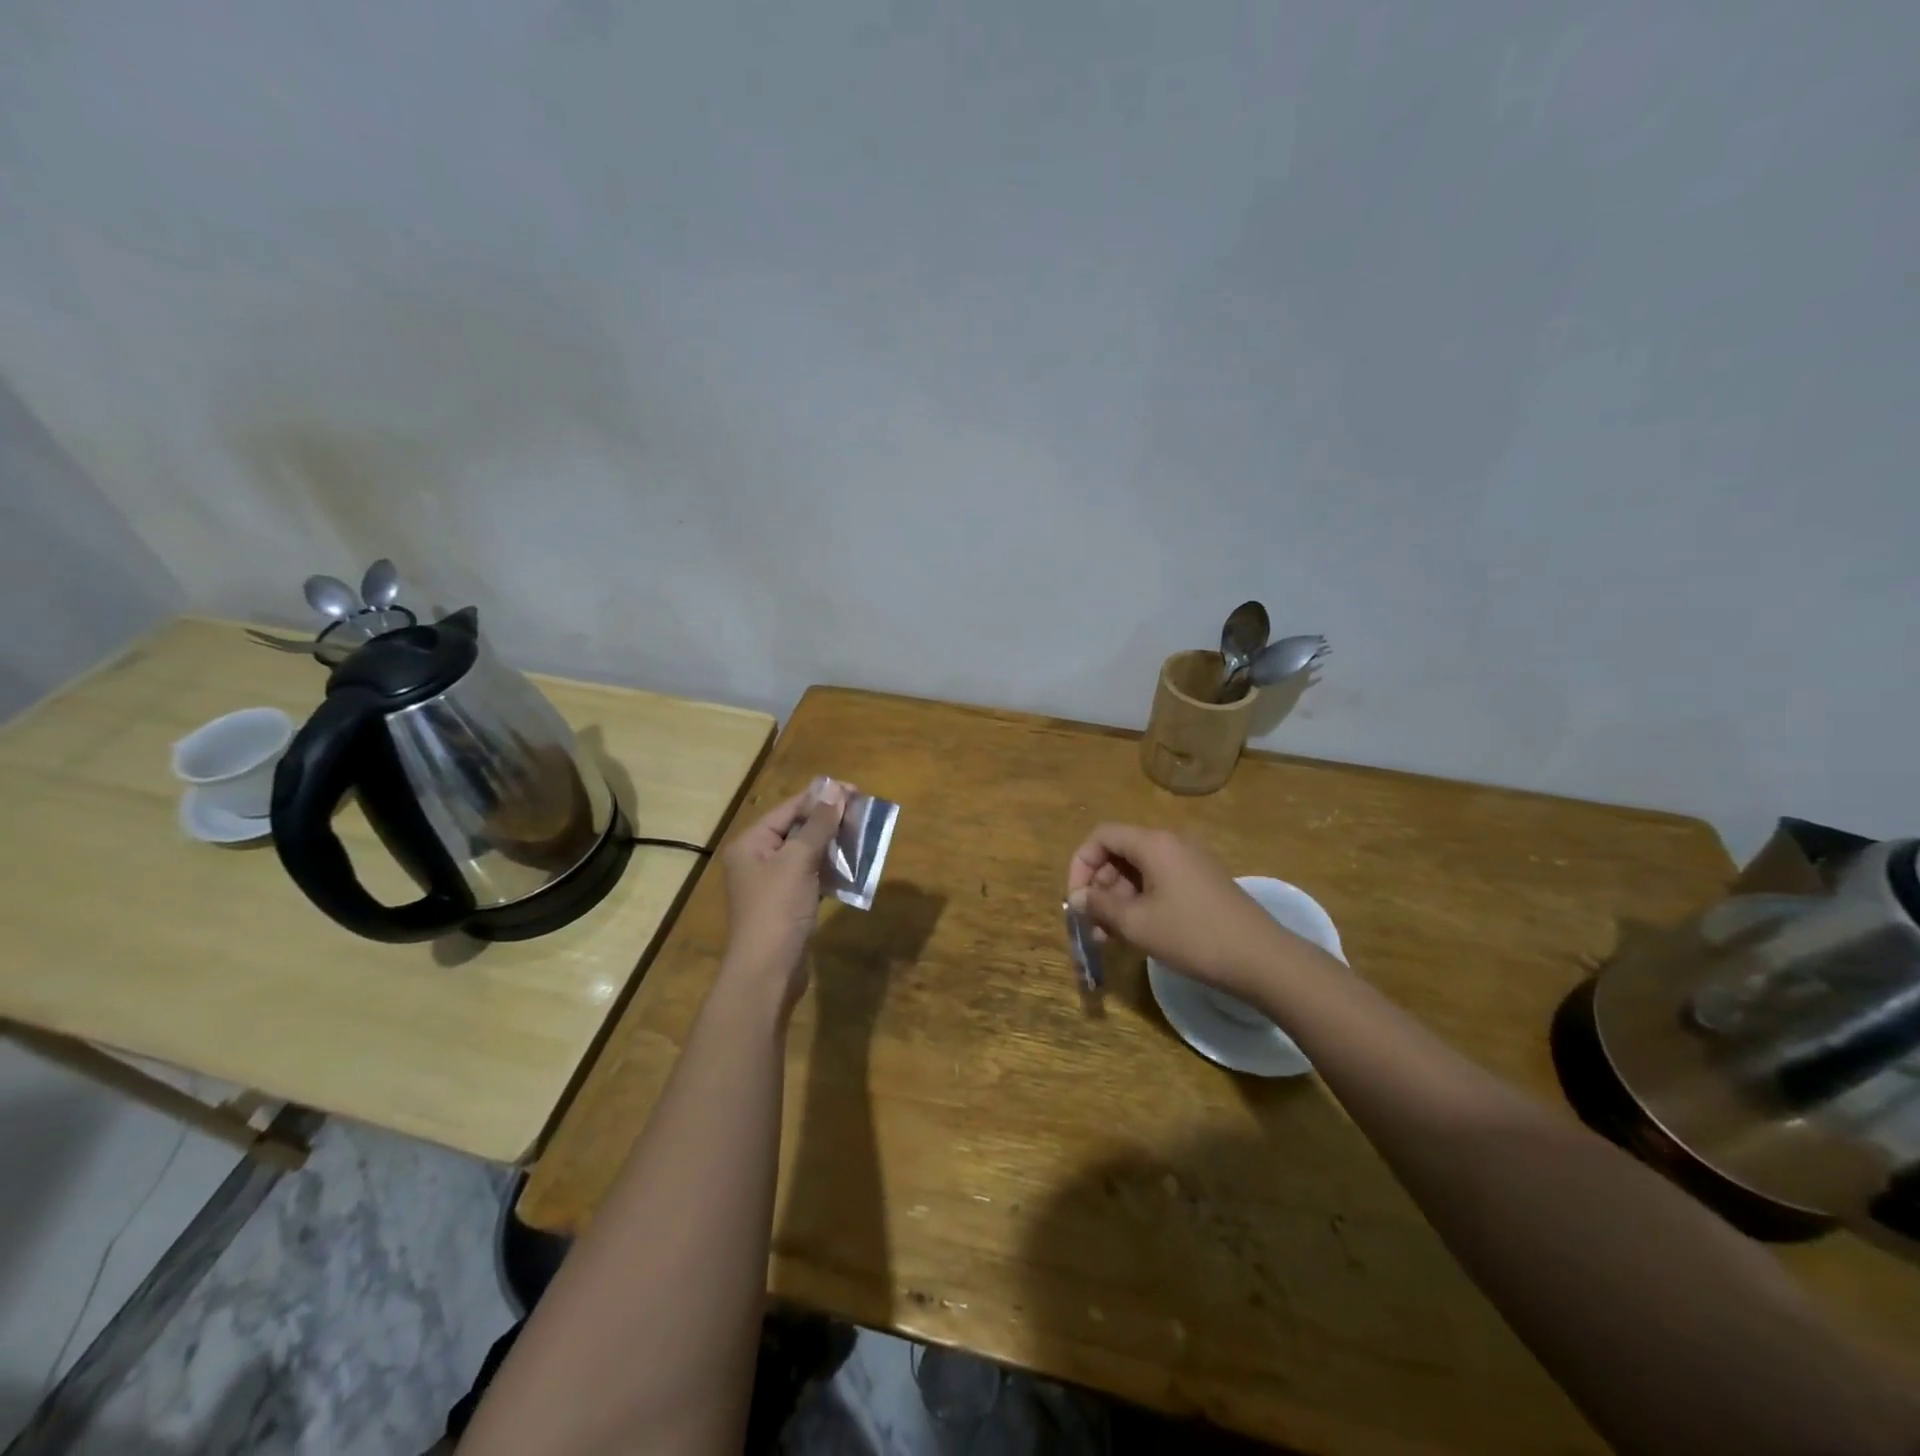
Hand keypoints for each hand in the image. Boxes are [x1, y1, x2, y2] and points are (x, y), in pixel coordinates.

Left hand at [720, 782, 846, 1010]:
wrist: (767, 973)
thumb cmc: (778, 910)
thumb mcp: (799, 861)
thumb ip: (818, 825)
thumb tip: (834, 789)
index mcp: (751, 843)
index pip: (789, 809)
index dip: (821, 798)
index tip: (855, 791)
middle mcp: (757, 859)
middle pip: (798, 829)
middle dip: (830, 821)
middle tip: (864, 813)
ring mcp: (772, 884)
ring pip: (807, 853)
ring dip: (834, 845)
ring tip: (864, 836)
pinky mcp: (788, 904)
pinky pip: (812, 876)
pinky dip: (831, 870)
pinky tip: (854, 867)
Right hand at [1066, 824, 1298, 994]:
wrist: (1261, 958)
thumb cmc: (1193, 935)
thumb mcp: (1137, 923)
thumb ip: (1100, 906)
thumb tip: (1077, 898)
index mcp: (1153, 844)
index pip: (1102, 837)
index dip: (1081, 865)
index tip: (1076, 900)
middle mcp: (1170, 844)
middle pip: (1119, 853)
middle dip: (1099, 886)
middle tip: (1092, 923)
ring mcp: (1188, 863)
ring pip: (1138, 872)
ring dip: (1117, 899)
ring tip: (1108, 936)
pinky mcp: (1201, 883)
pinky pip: (1158, 884)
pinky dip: (1139, 903)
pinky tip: (1134, 934)